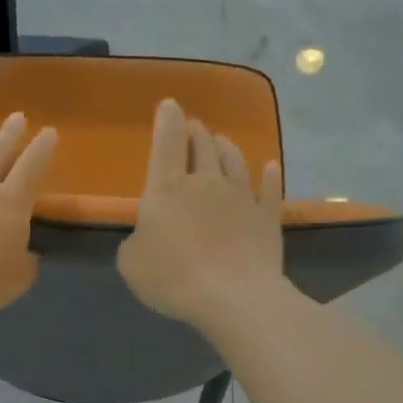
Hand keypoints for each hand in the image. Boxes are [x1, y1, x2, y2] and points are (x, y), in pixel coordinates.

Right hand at [117, 97, 284, 332]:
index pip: (167, 143)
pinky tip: (269, 167)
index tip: (169, 105)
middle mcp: (206, 183)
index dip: (167, 121)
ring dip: (226, 147)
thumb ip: (135, 242)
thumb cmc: (173, 278)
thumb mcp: (132, 264)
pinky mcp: (267, 217)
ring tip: (222, 140)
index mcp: (167, 189)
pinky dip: (269, 176)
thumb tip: (145, 234)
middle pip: (202, 146)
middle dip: (196, 132)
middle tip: (194, 127)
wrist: (233, 297)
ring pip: (234, 161)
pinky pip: (269, 190)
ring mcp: (241, 198)